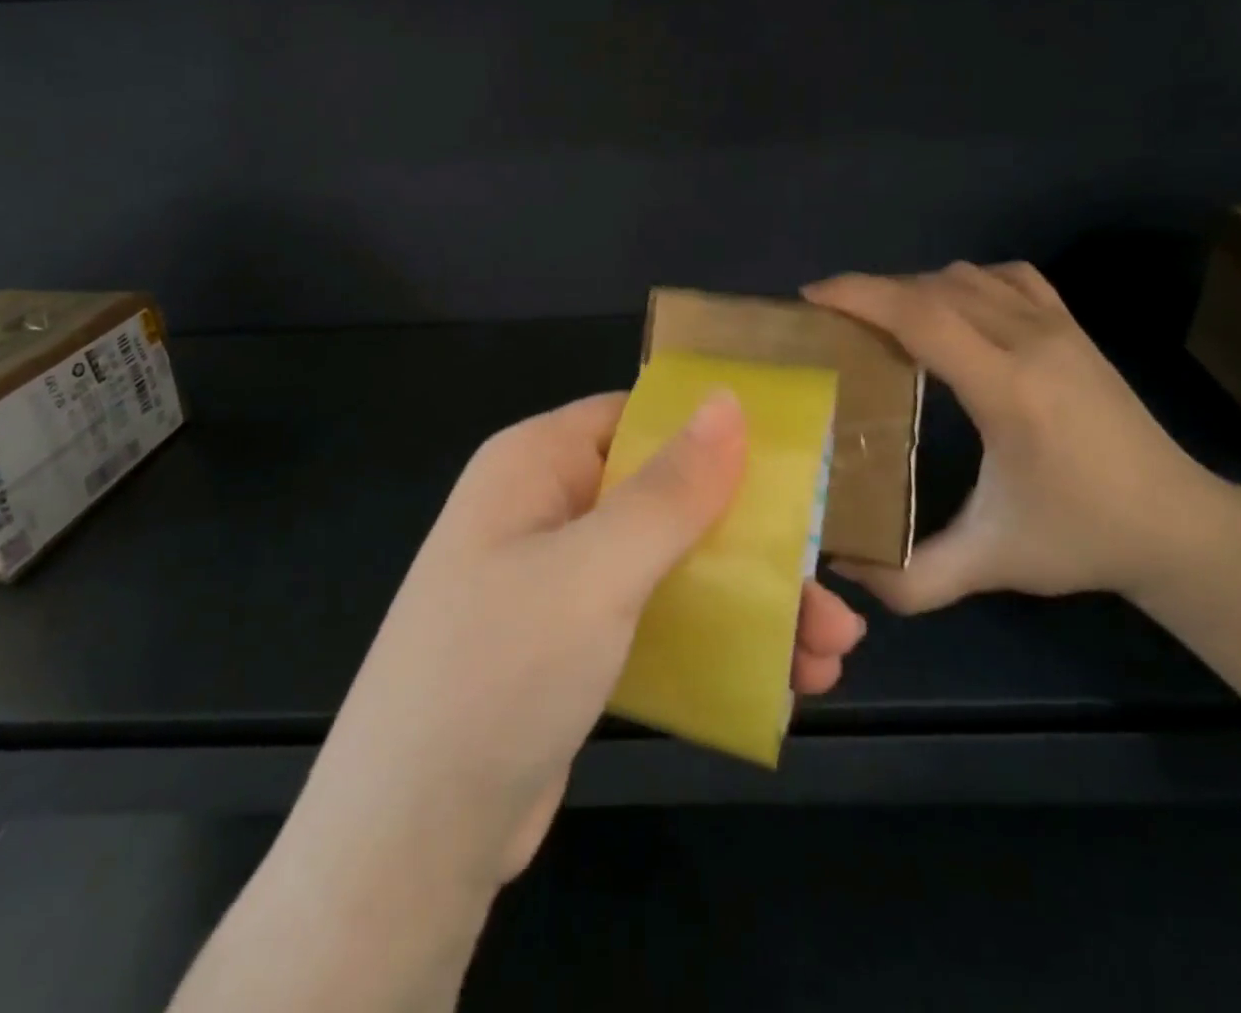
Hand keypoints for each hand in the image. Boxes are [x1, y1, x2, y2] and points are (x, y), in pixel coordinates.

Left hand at [293, 391, 866, 896]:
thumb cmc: (499, 671)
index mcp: (536, 464)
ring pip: (669, 566)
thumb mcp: (594, 571)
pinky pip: (654, 622)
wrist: (410, 840)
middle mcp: (545, 510)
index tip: (796, 470)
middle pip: (665, 499)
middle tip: (831, 597)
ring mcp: (557, 582)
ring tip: (829, 657)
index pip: (637, 418)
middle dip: (752, 546)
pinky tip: (778, 685)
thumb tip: (728, 400)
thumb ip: (669, 489)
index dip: (713, 436)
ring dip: (748, 604)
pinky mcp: (570, 647)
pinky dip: (712, 644)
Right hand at [804, 264, 1238, 612]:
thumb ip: (912, 578)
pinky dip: (962, 282)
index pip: (922, 316)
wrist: (1182, 526)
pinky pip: (1005, 278)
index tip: (810, 299)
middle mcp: (1033, 343)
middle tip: (827, 319)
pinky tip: (948, 311)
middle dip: (870, 291)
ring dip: (912, 289)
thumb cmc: (1082, 538)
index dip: (859, 296)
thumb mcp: (992, 564)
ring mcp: (1059, 328)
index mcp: (1010, 391)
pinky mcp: (1073, 327)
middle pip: (932, 288)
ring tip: (877, 321)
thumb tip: (839, 568)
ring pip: (965, 277)